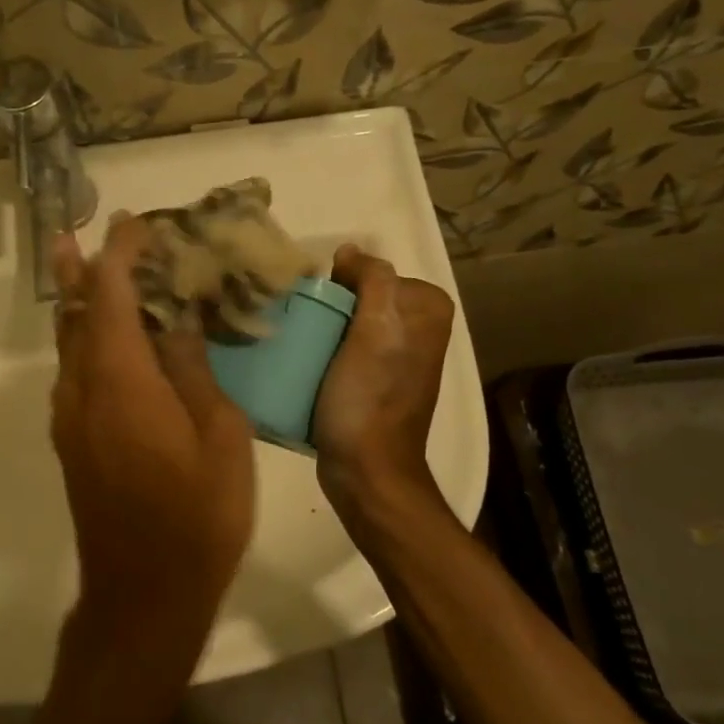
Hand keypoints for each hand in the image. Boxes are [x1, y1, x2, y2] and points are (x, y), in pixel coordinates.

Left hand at [49, 215, 254, 682]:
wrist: (144, 592)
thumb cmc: (198, 515)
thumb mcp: (218, 436)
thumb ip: (194, 372)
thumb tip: (180, 324)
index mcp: (121, 379)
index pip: (113, 295)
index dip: (121, 254)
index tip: (135, 224)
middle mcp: (82, 389)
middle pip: (75, 314)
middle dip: (80, 270)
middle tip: (80, 235)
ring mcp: (70, 419)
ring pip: (69, 345)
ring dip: (81, 306)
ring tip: (92, 275)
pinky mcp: (71, 443)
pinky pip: (74, 375)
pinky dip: (88, 344)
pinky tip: (112, 346)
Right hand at [312, 244, 455, 522]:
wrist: (366, 471)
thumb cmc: (369, 399)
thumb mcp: (375, 331)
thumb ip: (373, 280)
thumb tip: (350, 251)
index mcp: (428, 311)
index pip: (374, 272)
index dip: (340, 282)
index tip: (312, 302)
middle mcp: (420, 330)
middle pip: (361, 296)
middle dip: (330, 303)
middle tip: (298, 319)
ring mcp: (398, 358)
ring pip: (351, 322)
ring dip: (323, 325)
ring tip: (295, 338)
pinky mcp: (376, 382)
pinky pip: (346, 348)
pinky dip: (326, 349)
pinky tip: (304, 360)